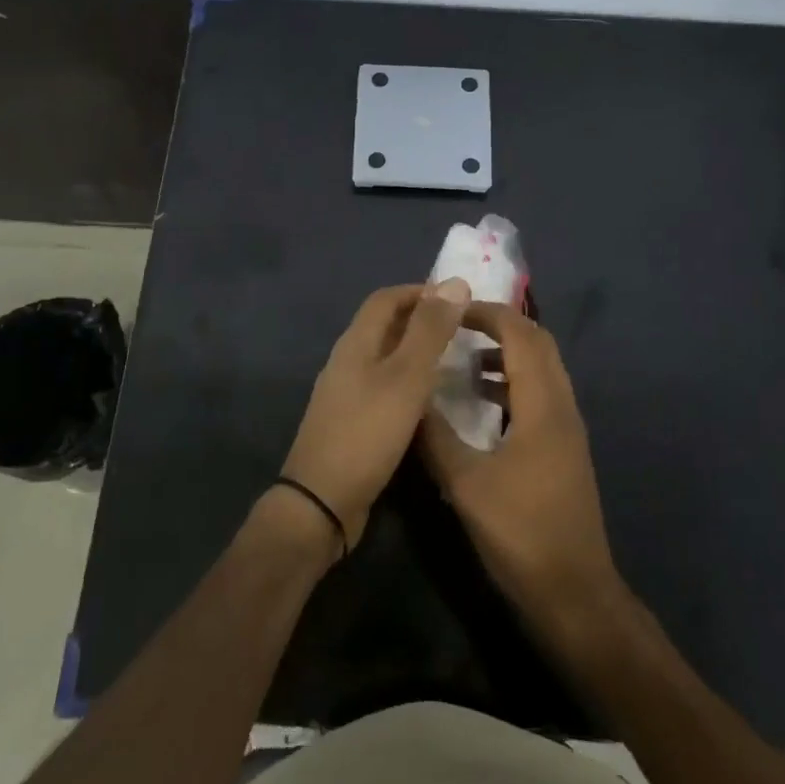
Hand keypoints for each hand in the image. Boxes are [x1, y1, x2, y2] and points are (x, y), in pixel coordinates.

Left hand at [281, 279, 471, 553]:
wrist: (323, 501)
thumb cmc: (368, 432)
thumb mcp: (406, 377)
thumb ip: (430, 331)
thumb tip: (455, 281)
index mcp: (356, 342)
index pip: (386, 298)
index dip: (420, 292)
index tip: (457, 300)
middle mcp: (347, 360)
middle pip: (384, 325)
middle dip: (421, 320)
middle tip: (461, 331)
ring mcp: (345, 392)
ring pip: (384, 357)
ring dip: (415, 352)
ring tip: (453, 362)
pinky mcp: (351, 421)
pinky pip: (383, 386)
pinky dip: (408, 382)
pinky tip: (429, 402)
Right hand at [420, 303, 621, 624]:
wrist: (574, 593)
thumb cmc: (520, 533)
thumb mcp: (465, 484)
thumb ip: (435, 437)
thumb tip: (409, 400)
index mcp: (543, 405)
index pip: (521, 335)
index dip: (487, 314)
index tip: (451, 311)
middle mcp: (563, 407)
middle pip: (538, 344)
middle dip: (499, 327)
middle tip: (457, 328)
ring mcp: (567, 429)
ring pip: (541, 371)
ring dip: (506, 356)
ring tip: (463, 363)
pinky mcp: (564, 450)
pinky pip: (540, 397)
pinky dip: (512, 386)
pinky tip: (481, 407)